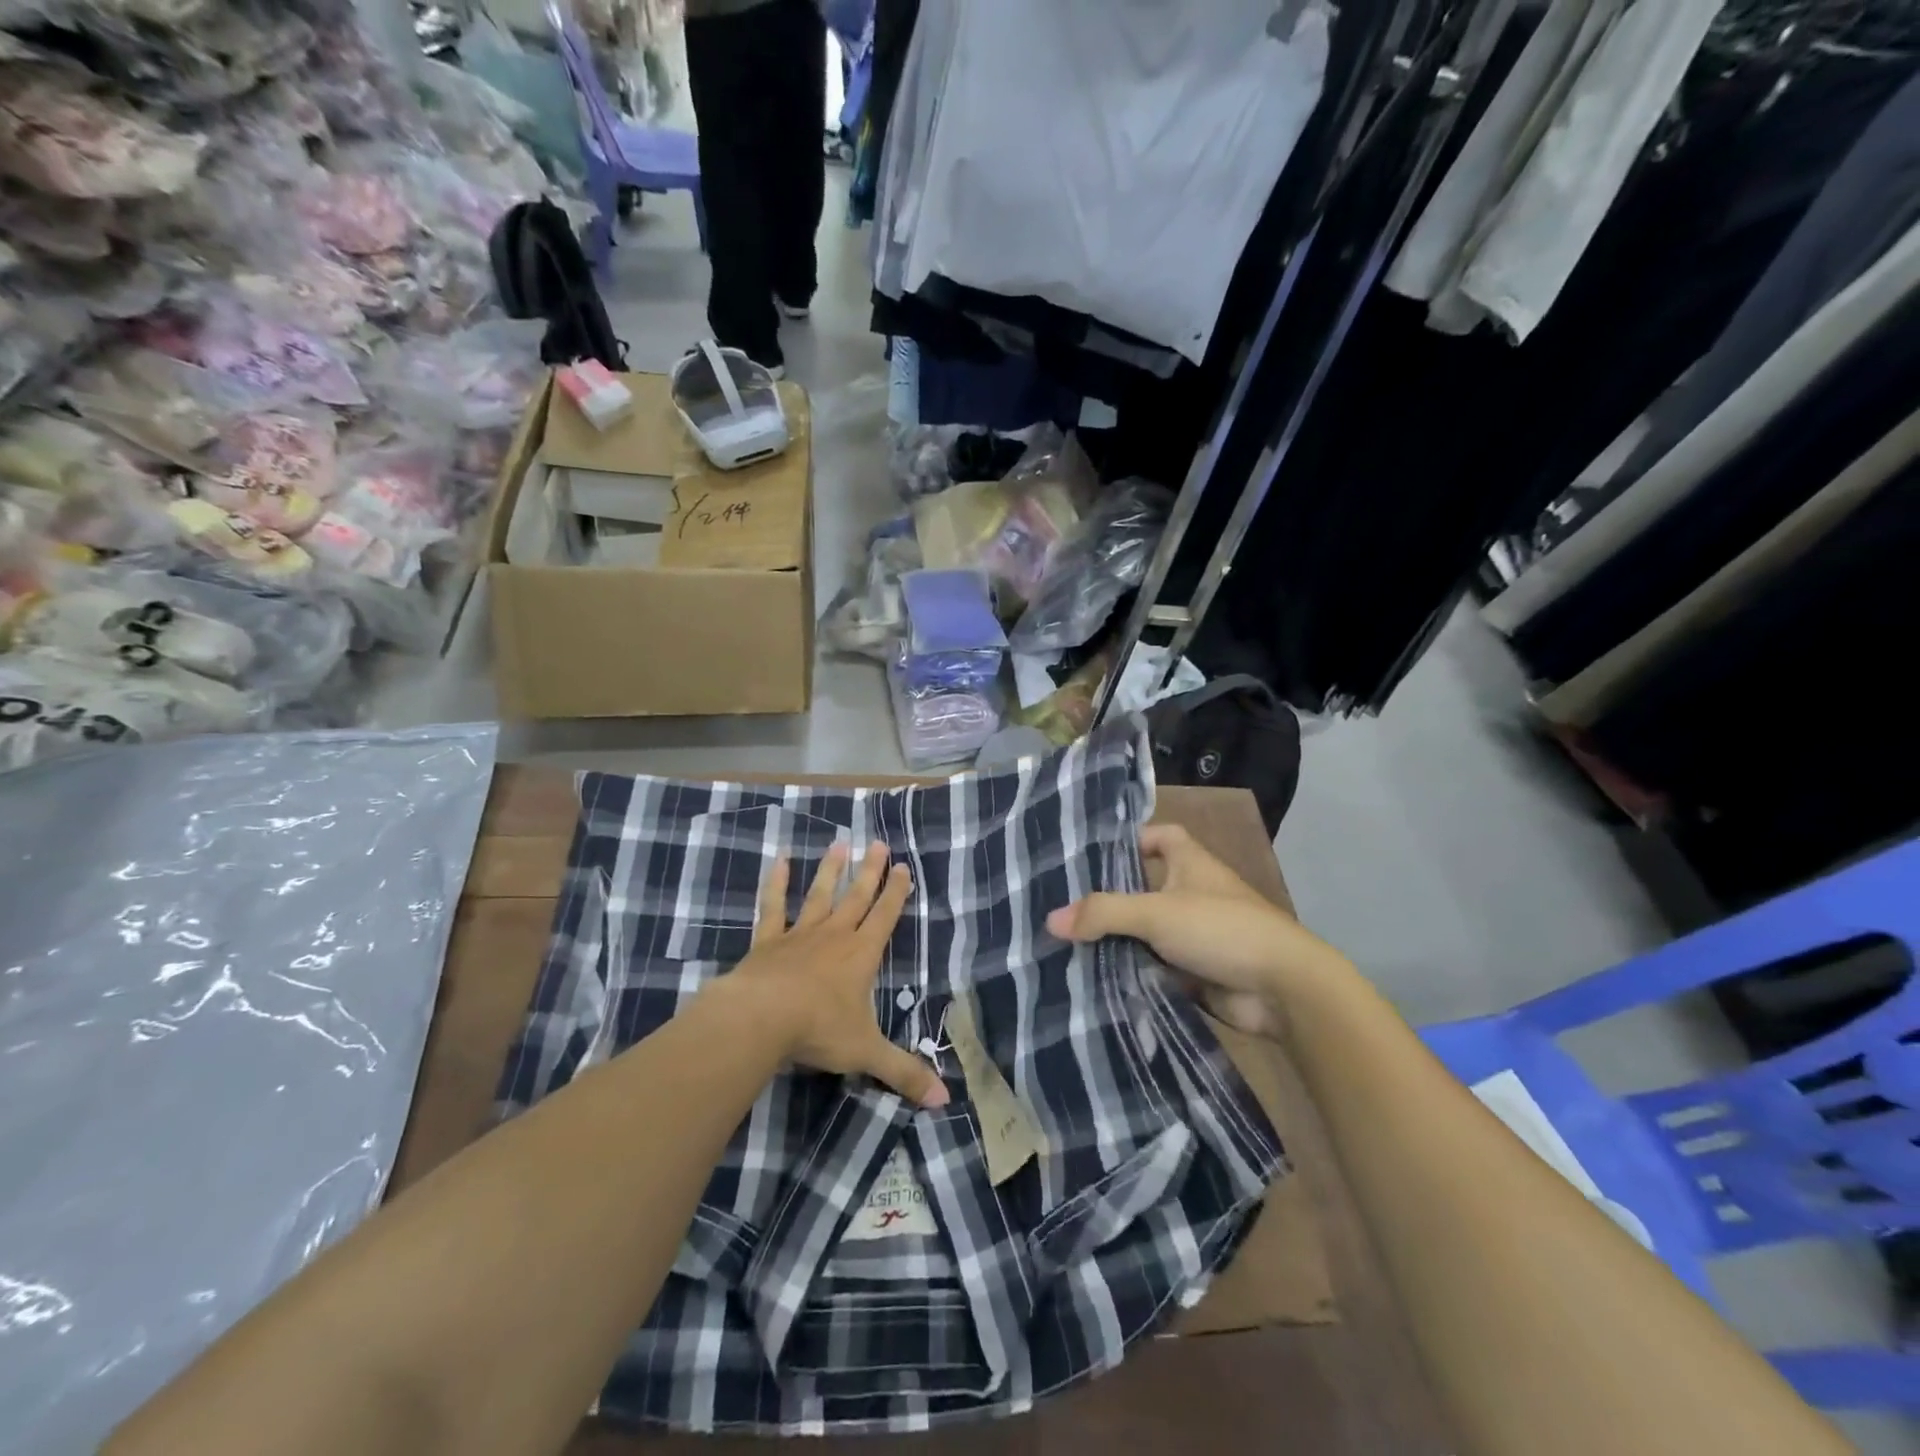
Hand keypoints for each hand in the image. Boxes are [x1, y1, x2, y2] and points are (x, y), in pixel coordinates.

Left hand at [722, 842, 948, 1108]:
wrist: (761, 1019)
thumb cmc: (818, 1031)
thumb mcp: (867, 1053)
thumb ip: (904, 1073)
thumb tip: (945, 1100)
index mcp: (861, 956)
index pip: (885, 917)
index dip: (896, 893)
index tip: (903, 866)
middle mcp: (834, 936)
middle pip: (857, 897)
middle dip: (870, 871)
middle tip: (878, 843)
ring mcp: (799, 935)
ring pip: (819, 895)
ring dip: (830, 871)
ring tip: (839, 844)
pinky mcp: (767, 941)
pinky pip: (773, 907)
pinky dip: (777, 884)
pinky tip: (780, 860)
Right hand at [1044, 824, 1346, 1040]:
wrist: (1283, 989)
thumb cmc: (1221, 929)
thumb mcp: (1156, 913)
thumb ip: (1104, 913)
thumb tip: (1051, 919)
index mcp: (1191, 863)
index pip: (1161, 836)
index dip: (1132, 840)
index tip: (1094, 856)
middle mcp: (1194, 893)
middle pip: (1145, 887)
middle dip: (1111, 897)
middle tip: (1064, 905)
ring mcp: (1197, 934)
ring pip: (1147, 930)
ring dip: (1118, 938)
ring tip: (1068, 942)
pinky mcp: (1197, 970)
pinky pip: (1156, 965)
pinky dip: (1133, 970)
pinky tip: (1096, 976)